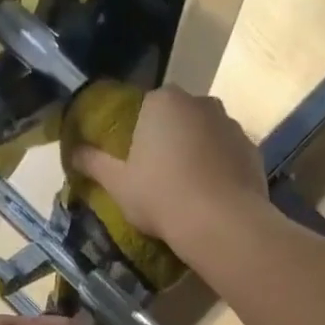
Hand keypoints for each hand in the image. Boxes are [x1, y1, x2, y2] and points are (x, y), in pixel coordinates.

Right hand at [67, 87, 269, 253]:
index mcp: (164, 102)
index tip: (136, 160)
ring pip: (206, 134)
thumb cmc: (161, 196)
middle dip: (170, 138)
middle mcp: (201, 103)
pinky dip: (220, 167)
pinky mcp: (253, 149)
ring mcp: (232, 124)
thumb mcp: (118, 184)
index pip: (146, 106)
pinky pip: (228, 154)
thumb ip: (93, 162)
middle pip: (179, 117)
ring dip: (197, 151)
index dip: (139, 133)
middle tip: (160, 174)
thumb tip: (72, 151)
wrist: (222, 223)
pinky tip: (212, 195)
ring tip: (188, 187)